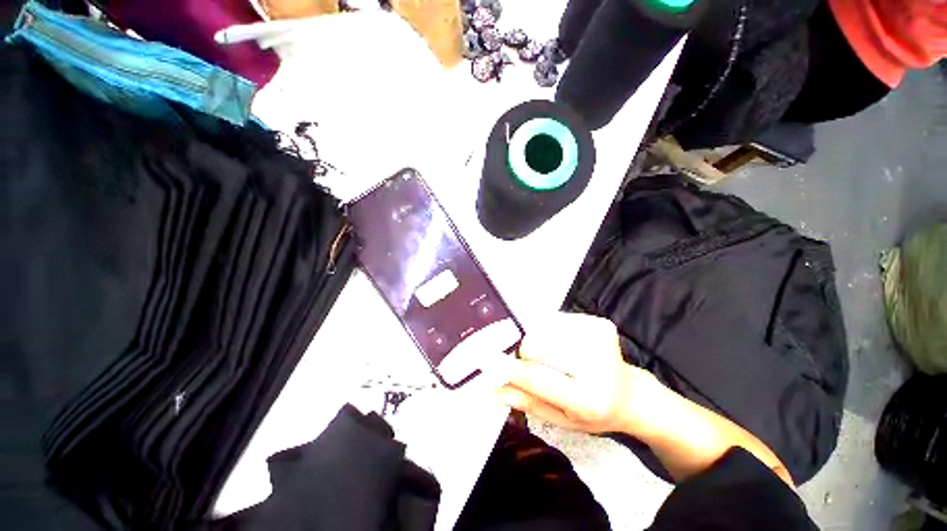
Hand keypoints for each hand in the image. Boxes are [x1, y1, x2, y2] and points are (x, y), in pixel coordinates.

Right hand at [494, 313, 656, 433]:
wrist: (630, 394)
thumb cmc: (592, 412)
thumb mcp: (559, 420)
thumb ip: (524, 401)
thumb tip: (491, 387)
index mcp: (588, 399)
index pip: (537, 377)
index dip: (508, 366)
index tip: (485, 360)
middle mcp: (597, 364)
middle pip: (536, 343)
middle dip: (522, 351)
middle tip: (522, 360)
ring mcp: (599, 337)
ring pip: (543, 328)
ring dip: (536, 339)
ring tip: (549, 355)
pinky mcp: (598, 322)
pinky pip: (555, 320)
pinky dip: (548, 330)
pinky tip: (560, 344)